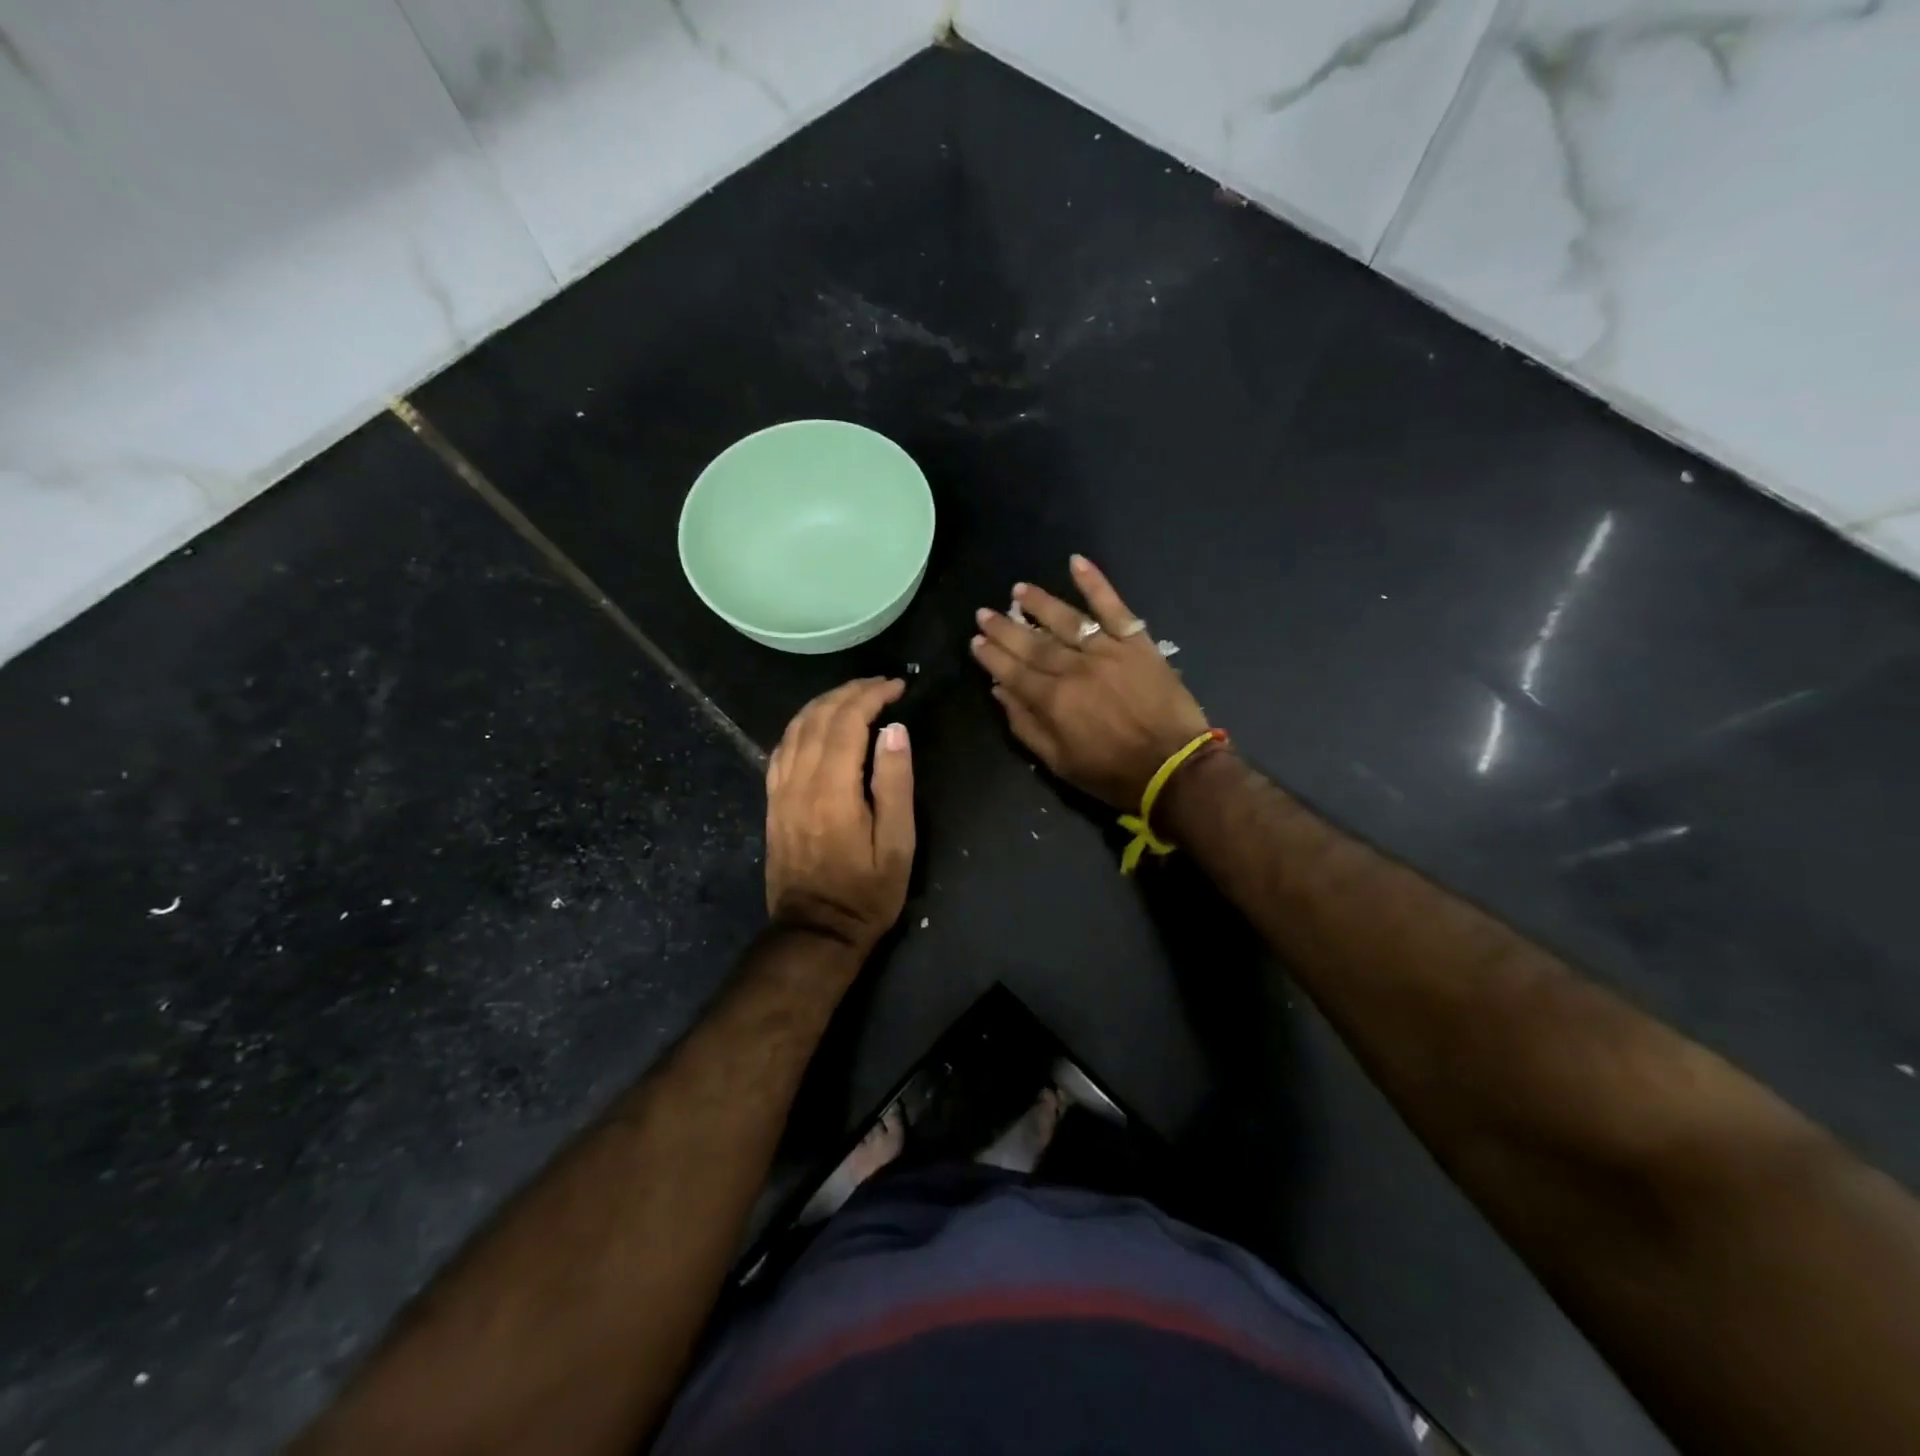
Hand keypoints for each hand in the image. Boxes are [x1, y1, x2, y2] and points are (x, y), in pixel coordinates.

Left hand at [764, 678, 915, 953]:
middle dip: (850, 692)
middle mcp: (800, 782)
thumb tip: (894, 730)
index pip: (848, 722)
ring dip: (824, 703)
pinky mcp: (772, 802)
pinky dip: (801, 725)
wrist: (816, 932)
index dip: (872, 696)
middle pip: (819, 718)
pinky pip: (781, 749)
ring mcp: (780, 791)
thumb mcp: (897, 844)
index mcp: (834, 790)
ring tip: (854, 695)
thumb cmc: (867, 892)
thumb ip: (895, 783)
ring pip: (795, 728)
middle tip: (881, 685)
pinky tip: (817, 724)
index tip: (898, 686)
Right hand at [971, 555, 1208, 809]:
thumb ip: (1026, 726)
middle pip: (1032, 642)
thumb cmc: (1112, 774)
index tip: (976, 641)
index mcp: (1052, 700)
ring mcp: (1106, 651)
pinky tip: (1076, 562)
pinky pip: (1113, 607)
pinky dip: (1095, 583)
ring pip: (1066, 620)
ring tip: (1018, 590)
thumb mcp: (1059, 763)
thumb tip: (1000, 691)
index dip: (991, 655)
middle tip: (984, 613)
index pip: (1012, 671)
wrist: (1174, 769)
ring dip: (1039, 603)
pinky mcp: (1136, 642)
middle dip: (1005, 627)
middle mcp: (1074, 668)